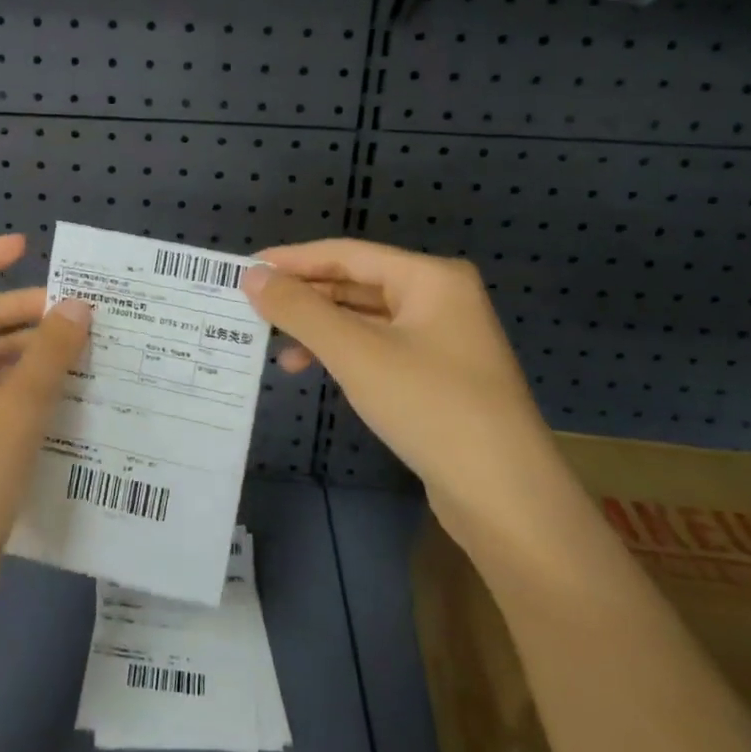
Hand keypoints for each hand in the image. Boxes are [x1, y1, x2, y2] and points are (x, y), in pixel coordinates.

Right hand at [243, 239, 563, 545]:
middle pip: (356, 282)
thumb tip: (252, 276)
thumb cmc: (430, 407)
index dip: (293, 259)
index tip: (245, 269)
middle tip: (252, 307)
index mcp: (430, 277)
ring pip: (364, 318)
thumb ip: (300, 309)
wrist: (505, 498)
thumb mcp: (355, 353)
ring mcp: (441, 339)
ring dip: (320, 328)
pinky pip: (377, 348)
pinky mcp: (437, 375)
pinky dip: (343, 354)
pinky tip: (314, 370)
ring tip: (276, 345)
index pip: (346, 253)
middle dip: (305, 296)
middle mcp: (439, 298)